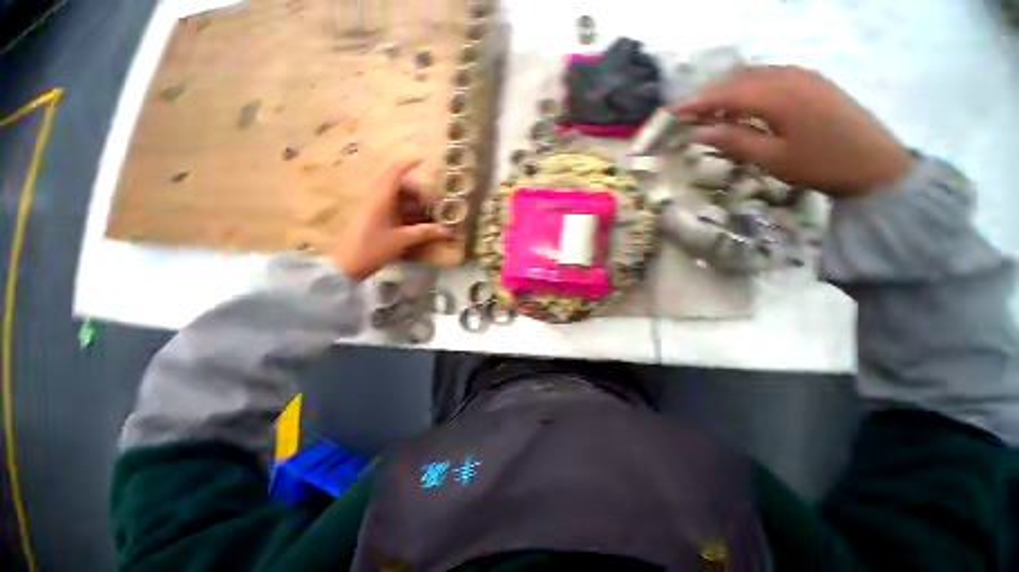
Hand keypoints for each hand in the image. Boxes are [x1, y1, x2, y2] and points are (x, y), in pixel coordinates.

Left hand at [331, 160, 451, 280]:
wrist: (346, 265)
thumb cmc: (373, 248)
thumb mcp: (402, 240)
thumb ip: (425, 232)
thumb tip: (448, 230)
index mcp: (381, 198)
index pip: (395, 172)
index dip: (409, 164)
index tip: (424, 161)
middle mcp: (375, 197)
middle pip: (396, 182)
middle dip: (415, 190)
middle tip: (429, 204)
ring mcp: (371, 206)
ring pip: (393, 194)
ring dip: (409, 200)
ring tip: (423, 215)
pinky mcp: (370, 216)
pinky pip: (389, 204)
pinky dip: (402, 209)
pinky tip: (412, 222)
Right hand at [674, 66, 913, 196]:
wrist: (876, 164)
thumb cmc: (821, 165)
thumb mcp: (772, 158)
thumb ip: (734, 141)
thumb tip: (698, 132)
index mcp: (778, 96)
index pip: (726, 93)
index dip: (696, 103)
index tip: (672, 113)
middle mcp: (789, 77)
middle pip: (738, 78)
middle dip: (708, 94)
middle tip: (686, 114)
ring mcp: (803, 76)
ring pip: (754, 74)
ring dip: (727, 90)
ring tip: (708, 111)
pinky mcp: (812, 82)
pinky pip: (770, 76)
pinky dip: (748, 88)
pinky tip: (742, 104)